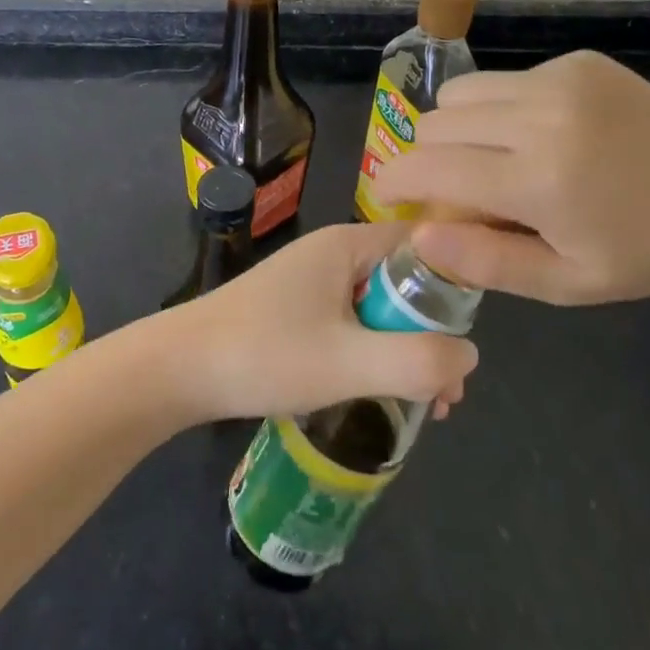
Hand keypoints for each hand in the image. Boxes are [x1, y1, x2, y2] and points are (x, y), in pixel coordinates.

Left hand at [161, 222, 478, 422]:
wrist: (179, 369)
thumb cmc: (265, 354)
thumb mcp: (349, 361)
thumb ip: (417, 359)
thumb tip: (470, 355)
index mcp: (347, 245)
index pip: (422, 243)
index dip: (454, 282)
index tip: (470, 337)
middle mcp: (333, 254)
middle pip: (402, 281)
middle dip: (431, 332)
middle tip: (447, 393)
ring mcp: (311, 281)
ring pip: (377, 308)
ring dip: (404, 349)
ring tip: (423, 405)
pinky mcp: (295, 310)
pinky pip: (351, 323)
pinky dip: (373, 353)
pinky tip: (378, 394)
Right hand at [371, 50, 649, 303]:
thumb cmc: (642, 254)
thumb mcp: (565, 283)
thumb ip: (485, 261)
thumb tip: (417, 234)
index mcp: (539, 180)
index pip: (429, 168)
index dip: (394, 182)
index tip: (390, 197)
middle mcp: (541, 117)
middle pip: (435, 124)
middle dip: (428, 159)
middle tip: (456, 189)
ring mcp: (560, 80)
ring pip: (460, 93)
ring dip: (458, 128)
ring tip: (494, 158)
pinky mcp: (576, 61)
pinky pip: (504, 79)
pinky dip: (501, 109)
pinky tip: (542, 134)